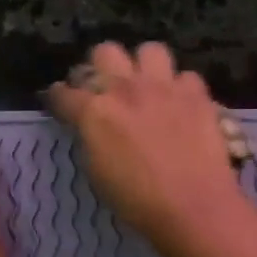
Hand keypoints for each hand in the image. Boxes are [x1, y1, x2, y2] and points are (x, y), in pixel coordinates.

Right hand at [46, 41, 254, 255]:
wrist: (193, 206)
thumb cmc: (137, 201)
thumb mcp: (97, 172)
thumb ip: (91, 138)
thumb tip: (91, 127)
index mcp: (94, 111)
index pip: (64, 92)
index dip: (58, 97)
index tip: (60, 102)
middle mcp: (126, 89)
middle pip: (105, 51)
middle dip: (101, 67)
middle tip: (107, 89)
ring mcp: (164, 87)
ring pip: (150, 50)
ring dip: (145, 66)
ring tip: (148, 86)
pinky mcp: (197, 94)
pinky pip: (186, 76)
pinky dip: (182, 89)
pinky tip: (181, 105)